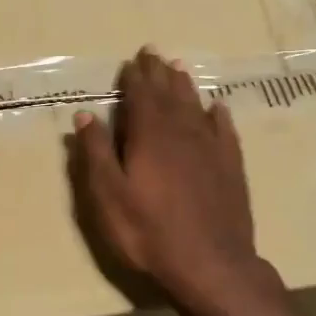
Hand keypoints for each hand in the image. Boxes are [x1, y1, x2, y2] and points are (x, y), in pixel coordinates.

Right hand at [73, 48, 278, 311]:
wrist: (211, 263)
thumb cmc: (149, 231)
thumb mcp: (109, 195)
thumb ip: (97, 152)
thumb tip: (85, 114)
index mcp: (149, 135)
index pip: (141, 95)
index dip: (135, 76)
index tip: (132, 59)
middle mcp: (181, 132)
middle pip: (169, 93)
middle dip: (159, 72)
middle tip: (154, 52)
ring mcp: (210, 147)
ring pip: (196, 106)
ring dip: (185, 86)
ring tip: (179, 68)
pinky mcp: (231, 166)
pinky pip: (224, 130)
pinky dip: (219, 115)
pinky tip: (218, 108)